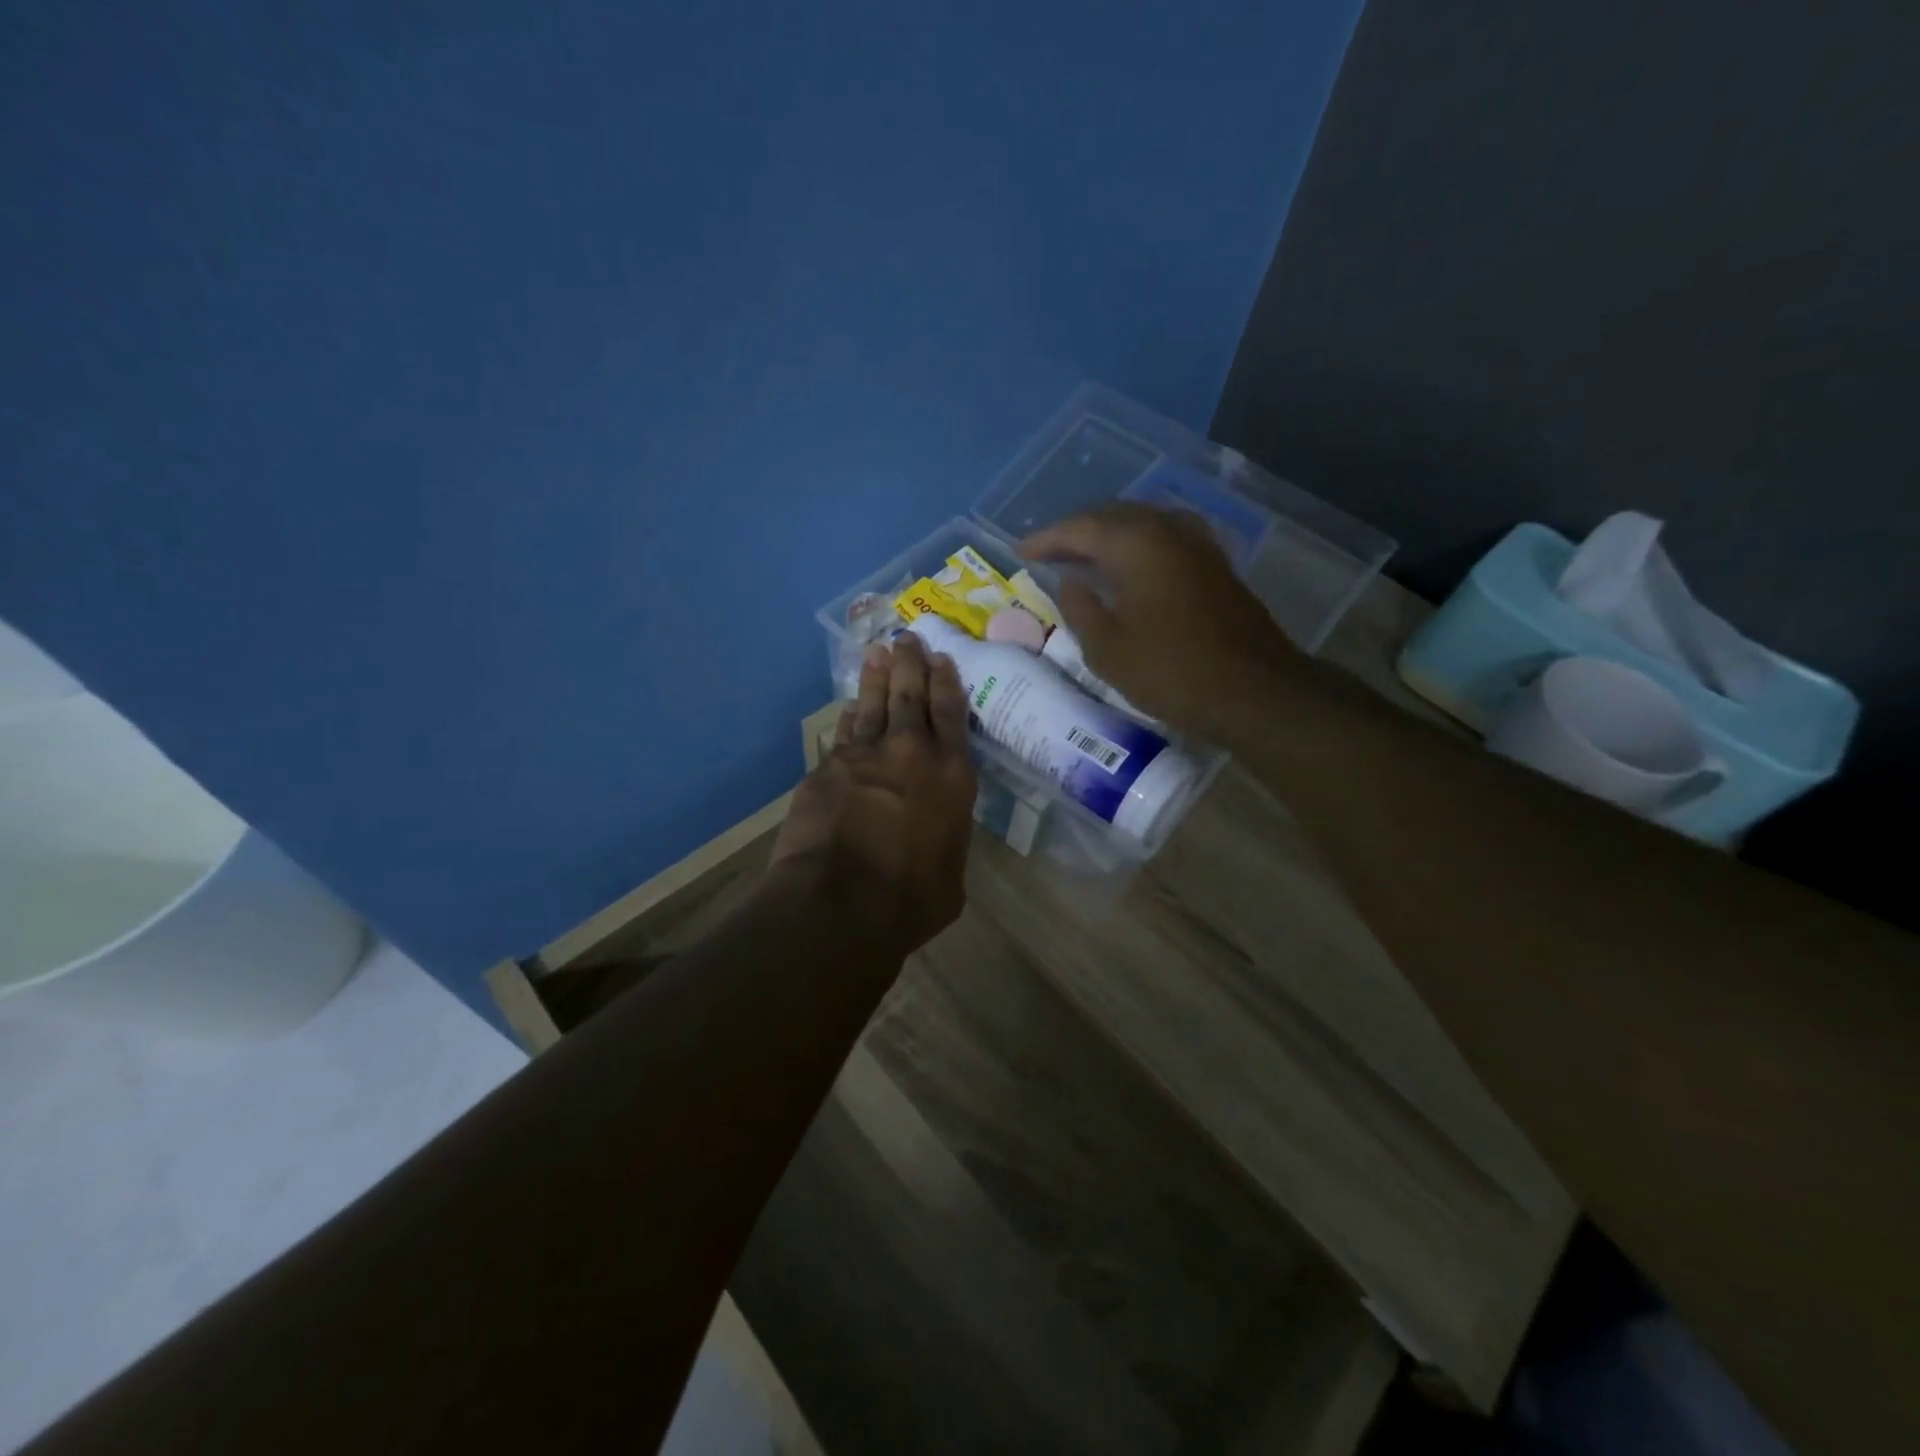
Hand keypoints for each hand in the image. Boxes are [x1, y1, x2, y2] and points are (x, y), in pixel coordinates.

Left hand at [769, 633, 976, 954]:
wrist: (839, 903)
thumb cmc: (910, 900)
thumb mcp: (950, 877)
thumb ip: (947, 842)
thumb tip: (936, 835)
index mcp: (952, 776)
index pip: (951, 715)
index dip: (947, 683)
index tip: (942, 659)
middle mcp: (911, 754)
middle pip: (911, 696)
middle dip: (911, 663)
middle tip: (908, 637)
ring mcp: (864, 757)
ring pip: (874, 705)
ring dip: (878, 677)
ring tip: (879, 652)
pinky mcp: (827, 769)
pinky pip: (843, 733)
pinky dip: (850, 716)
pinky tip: (851, 705)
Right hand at [1020, 503, 1300, 741]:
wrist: (1253, 690)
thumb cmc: (1170, 671)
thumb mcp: (1106, 649)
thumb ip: (1080, 608)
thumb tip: (1069, 582)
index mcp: (1135, 544)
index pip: (1080, 527)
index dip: (1047, 539)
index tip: (1021, 551)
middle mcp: (1167, 530)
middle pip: (1113, 516)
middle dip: (1077, 531)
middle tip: (1049, 551)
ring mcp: (1197, 544)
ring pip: (1142, 523)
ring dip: (1109, 535)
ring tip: (1085, 555)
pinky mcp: (1215, 564)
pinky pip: (1165, 538)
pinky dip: (1138, 545)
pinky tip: (1130, 565)